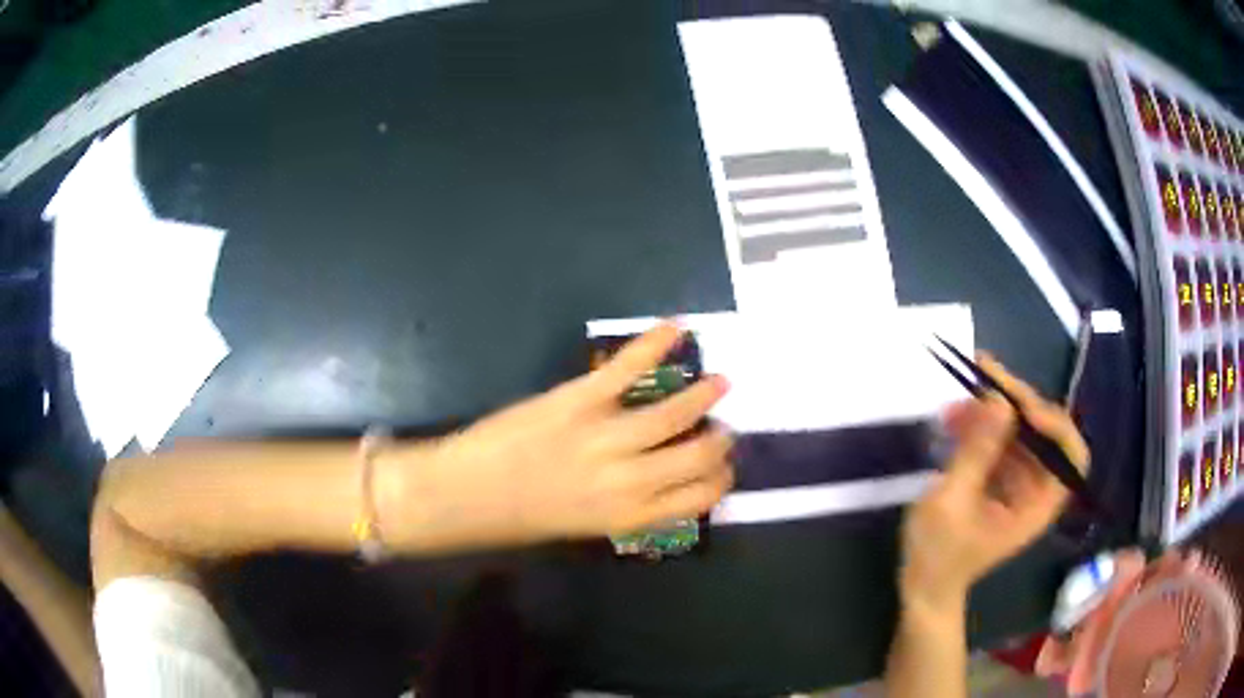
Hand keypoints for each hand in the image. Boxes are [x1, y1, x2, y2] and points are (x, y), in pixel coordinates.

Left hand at [380, 322, 734, 551]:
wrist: (468, 493)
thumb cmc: (522, 516)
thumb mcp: (586, 525)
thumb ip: (632, 506)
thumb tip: (664, 478)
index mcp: (632, 514)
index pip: (701, 496)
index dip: (721, 479)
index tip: (723, 465)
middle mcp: (630, 478)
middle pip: (699, 454)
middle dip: (720, 440)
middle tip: (722, 426)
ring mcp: (606, 435)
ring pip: (675, 411)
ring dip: (705, 395)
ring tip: (719, 382)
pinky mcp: (579, 399)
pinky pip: (627, 368)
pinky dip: (655, 343)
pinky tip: (676, 328)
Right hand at [899, 355, 1088, 618]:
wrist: (924, 587)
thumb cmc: (938, 556)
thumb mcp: (951, 503)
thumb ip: (977, 453)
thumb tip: (998, 400)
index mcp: (1038, 505)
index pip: (1071, 455)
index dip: (1053, 424)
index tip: (1021, 407)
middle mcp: (1037, 488)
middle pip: (1044, 432)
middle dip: (1015, 403)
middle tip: (983, 375)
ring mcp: (1019, 482)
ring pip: (1020, 430)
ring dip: (992, 410)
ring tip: (957, 399)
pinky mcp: (1001, 478)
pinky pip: (1000, 440)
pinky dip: (980, 425)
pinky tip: (954, 418)